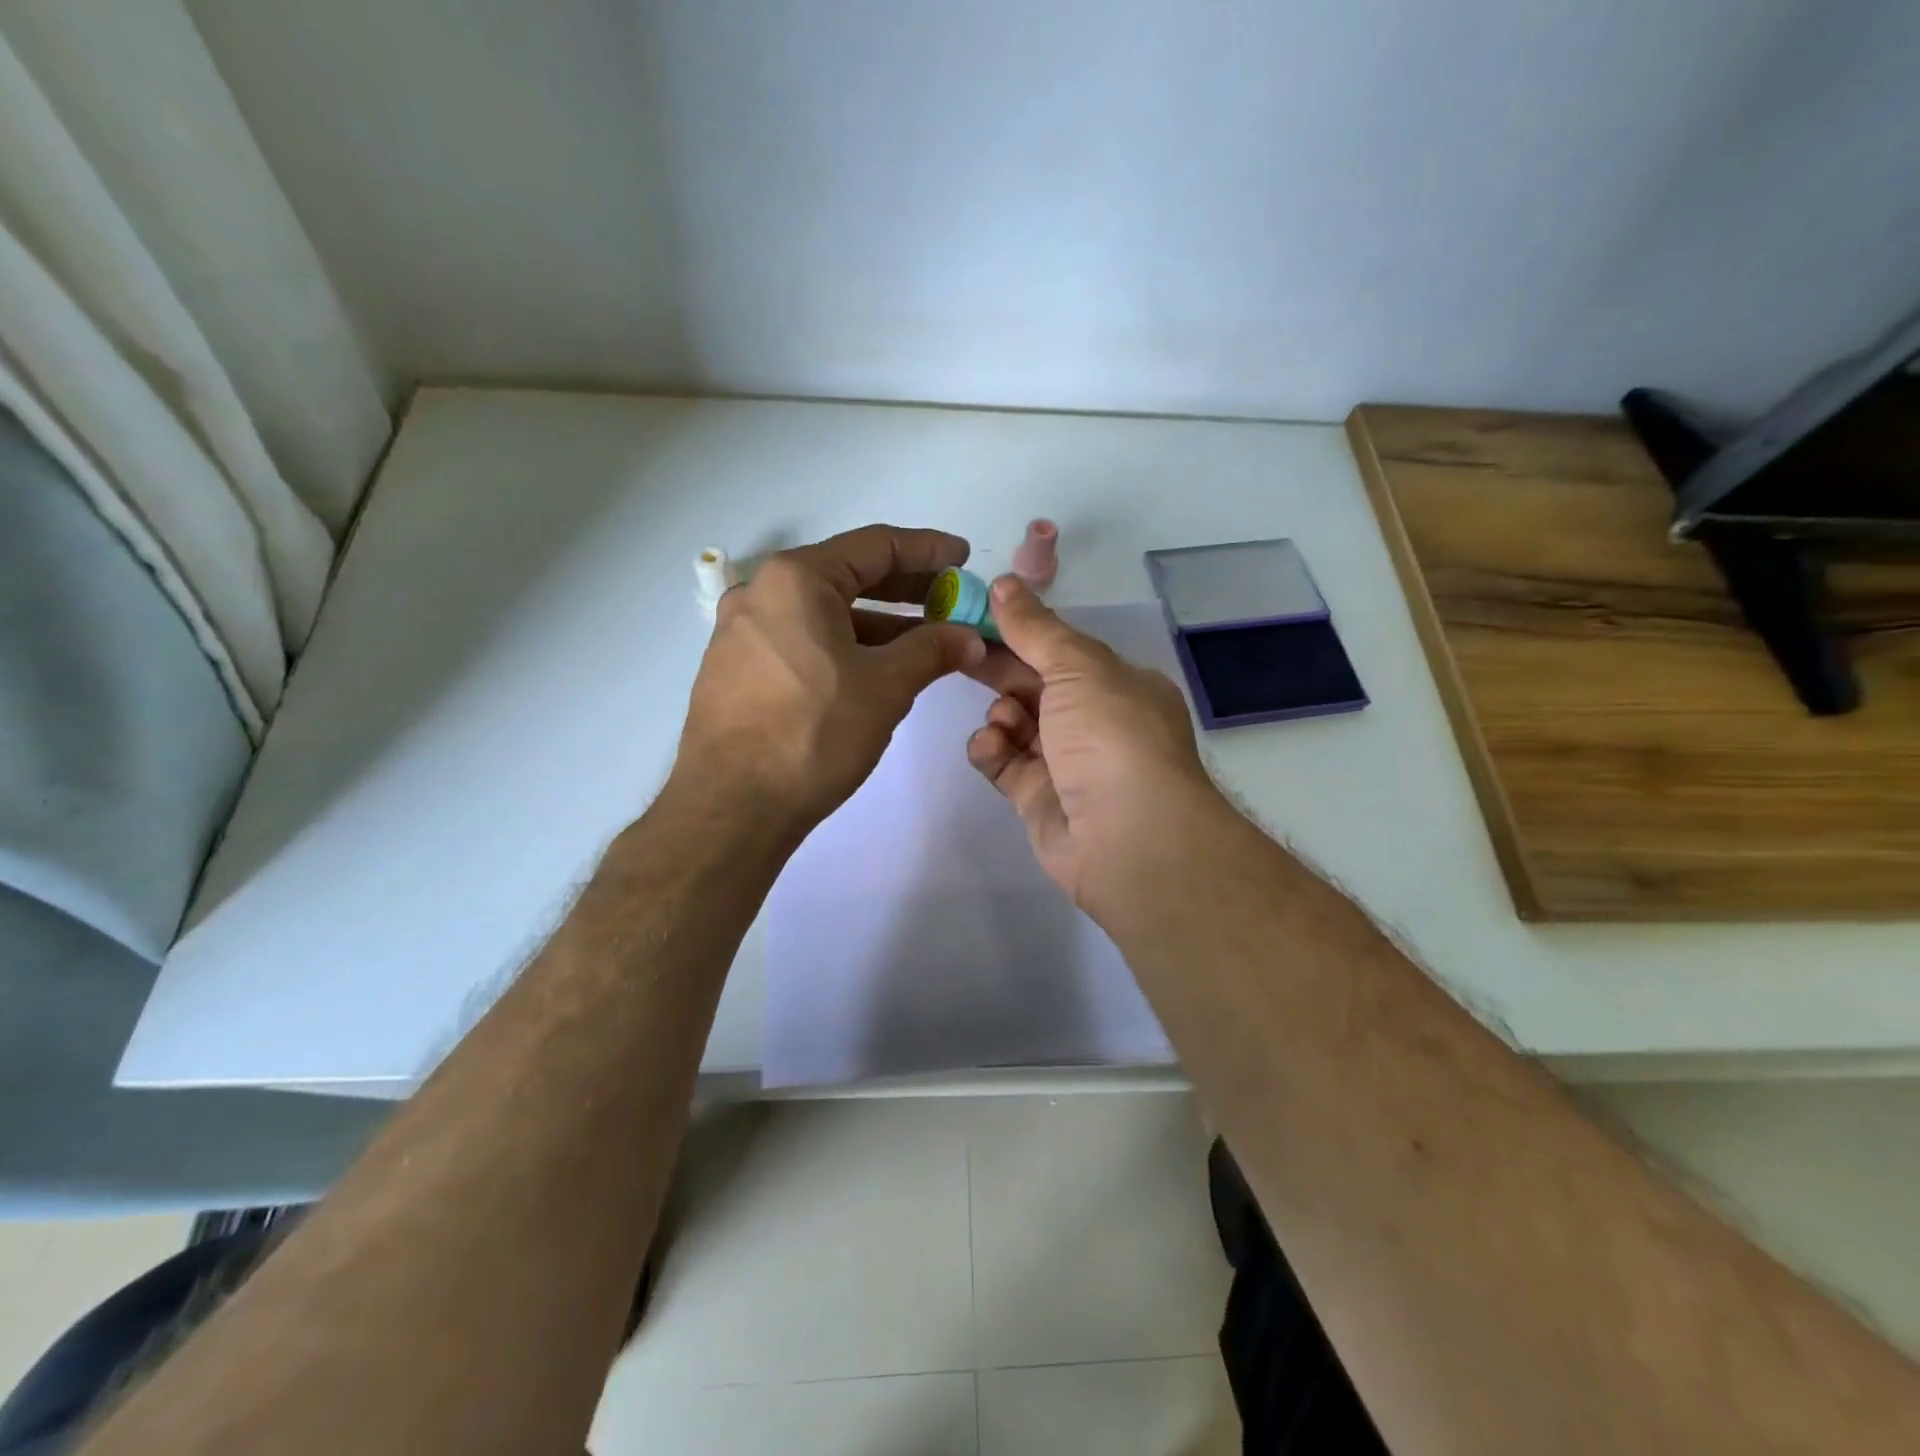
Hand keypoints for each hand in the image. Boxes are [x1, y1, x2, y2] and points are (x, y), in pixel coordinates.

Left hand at [674, 525, 986, 836]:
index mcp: (796, 579)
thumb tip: (969, 638)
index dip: (928, 550)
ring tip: (924, 641)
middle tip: (950, 600)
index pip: (875, 546)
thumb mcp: (886, 687)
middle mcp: (761, 592)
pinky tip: (873, 670)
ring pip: (824, 614)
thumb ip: (932, 650)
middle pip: (847, 575)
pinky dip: (843, 645)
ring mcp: (741, 632)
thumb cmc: (814, 733)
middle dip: (905, 588)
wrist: (732, 806)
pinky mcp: (735, 669)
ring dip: (877, 623)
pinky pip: (801, 640)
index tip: (963, 557)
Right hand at [967, 575, 1219, 907]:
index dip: (1021, 631)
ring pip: (1017, 724)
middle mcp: (1095, 722)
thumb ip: (1035, 628)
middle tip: (959, 651)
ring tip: (1003, 720)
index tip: (977, 614)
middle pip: (1035, 685)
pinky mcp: (1038, 798)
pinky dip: (992, 750)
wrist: (1127, 837)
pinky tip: (990, 746)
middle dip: (1000, 668)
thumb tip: (1002, 583)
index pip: (1061, 650)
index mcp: (1116, 685)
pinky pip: (1004, 763)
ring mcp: (1066, 762)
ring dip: (1001, 714)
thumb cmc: (1110, 735)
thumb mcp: (1077, 667)